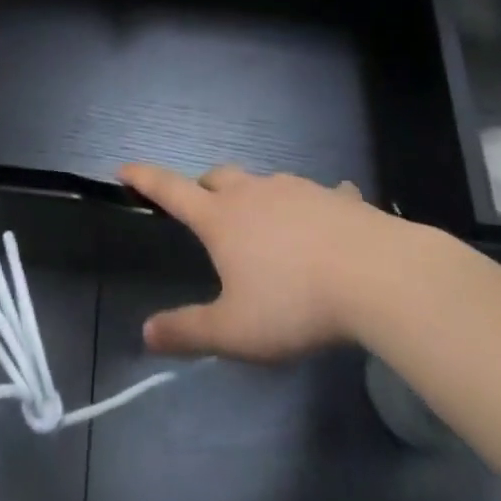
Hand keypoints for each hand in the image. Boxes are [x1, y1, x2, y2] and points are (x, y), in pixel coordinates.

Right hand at [120, 162, 403, 361]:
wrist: (376, 276)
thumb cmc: (295, 303)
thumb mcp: (235, 331)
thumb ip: (189, 331)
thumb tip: (146, 333)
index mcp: (221, 218)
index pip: (171, 190)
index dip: (144, 177)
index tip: (124, 167)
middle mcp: (253, 193)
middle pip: (217, 177)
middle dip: (202, 187)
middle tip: (202, 207)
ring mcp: (297, 190)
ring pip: (264, 183)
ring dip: (255, 196)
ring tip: (264, 222)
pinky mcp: (337, 198)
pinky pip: (321, 194)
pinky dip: (314, 206)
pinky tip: (328, 218)